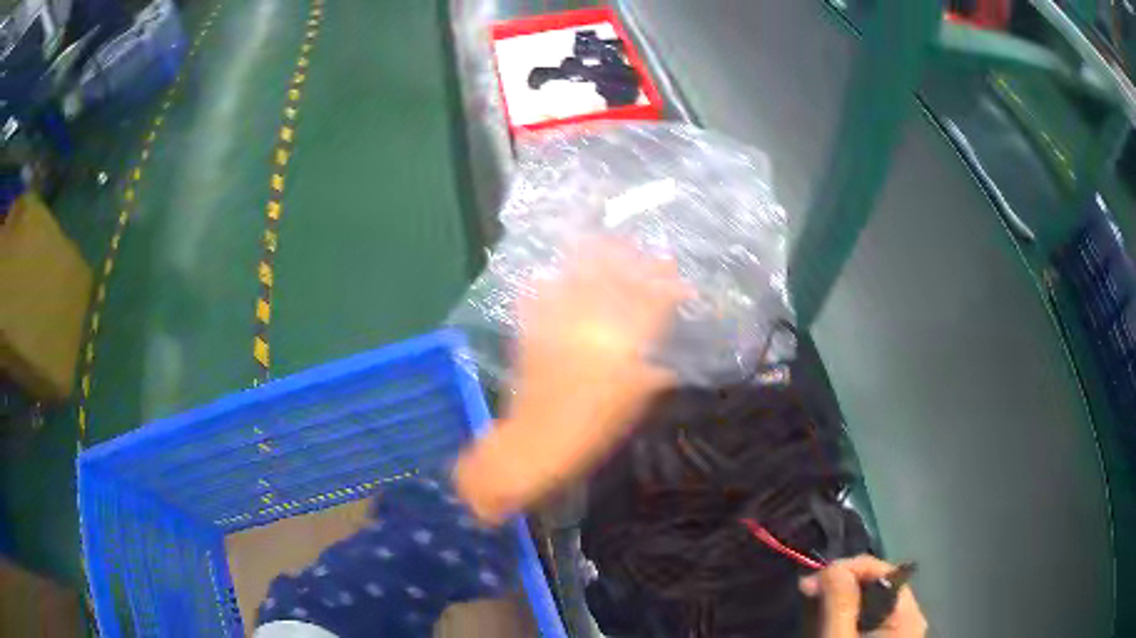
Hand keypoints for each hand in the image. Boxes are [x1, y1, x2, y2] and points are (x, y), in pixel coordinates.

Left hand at [454, 239, 689, 522]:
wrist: (538, 442)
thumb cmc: (593, 428)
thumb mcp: (634, 402)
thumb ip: (653, 374)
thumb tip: (667, 359)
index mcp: (621, 346)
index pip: (650, 304)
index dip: (665, 284)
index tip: (675, 271)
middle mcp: (590, 326)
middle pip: (614, 282)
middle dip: (632, 262)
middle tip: (642, 250)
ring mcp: (557, 324)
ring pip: (578, 279)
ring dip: (592, 259)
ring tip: (601, 243)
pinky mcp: (531, 330)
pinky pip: (538, 296)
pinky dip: (547, 281)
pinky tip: (551, 271)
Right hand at [800, 556, 927, 637]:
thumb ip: (840, 603)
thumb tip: (832, 565)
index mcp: (909, 613)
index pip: (882, 570)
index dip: (847, 568)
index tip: (810, 582)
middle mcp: (910, 616)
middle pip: (876, 584)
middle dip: (841, 585)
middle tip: (809, 593)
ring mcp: (898, 628)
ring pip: (869, 600)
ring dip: (840, 599)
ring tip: (814, 606)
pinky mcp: (886, 636)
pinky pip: (867, 615)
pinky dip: (846, 613)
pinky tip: (829, 619)